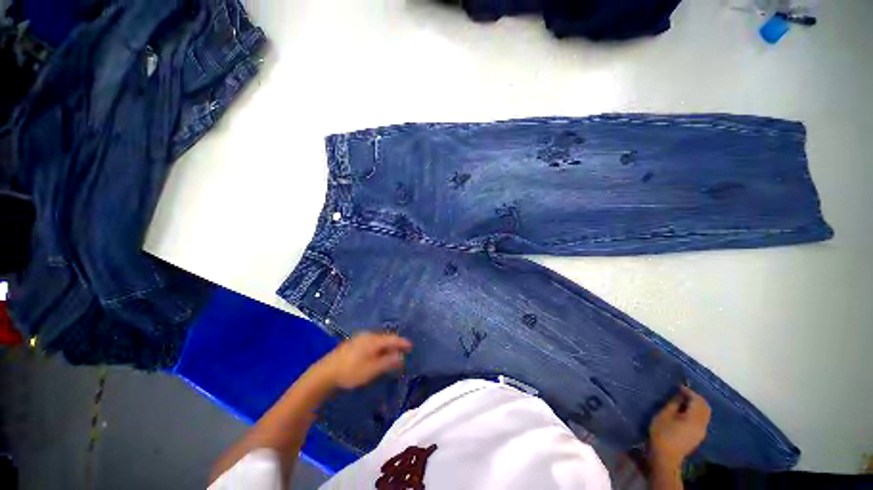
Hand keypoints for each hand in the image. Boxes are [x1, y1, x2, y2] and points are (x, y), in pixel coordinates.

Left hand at [314, 332, 412, 389]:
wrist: (325, 373)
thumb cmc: (351, 371)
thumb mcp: (372, 369)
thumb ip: (388, 362)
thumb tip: (401, 356)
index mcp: (373, 340)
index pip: (392, 338)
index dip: (402, 342)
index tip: (411, 346)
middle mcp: (367, 336)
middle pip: (385, 337)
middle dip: (395, 343)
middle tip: (403, 350)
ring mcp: (359, 339)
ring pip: (377, 340)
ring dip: (386, 346)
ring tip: (392, 353)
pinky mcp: (352, 344)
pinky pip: (371, 342)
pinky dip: (378, 347)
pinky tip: (377, 354)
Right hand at [649, 386, 710, 468]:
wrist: (665, 456)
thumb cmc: (662, 433)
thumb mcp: (664, 415)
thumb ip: (674, 403)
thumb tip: (680, 394)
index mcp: (695, 418)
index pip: (697, 400)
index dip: (689, 391)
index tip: (678, 386)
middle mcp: (702, 424)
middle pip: (705, 407)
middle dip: (695, 397)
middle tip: (682, 392)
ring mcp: (702, 431)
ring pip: (705, 413)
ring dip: (697, 405)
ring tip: (682, 401)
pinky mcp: (698, 435)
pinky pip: (702, 419)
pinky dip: (696, 412)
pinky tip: (685, 412)